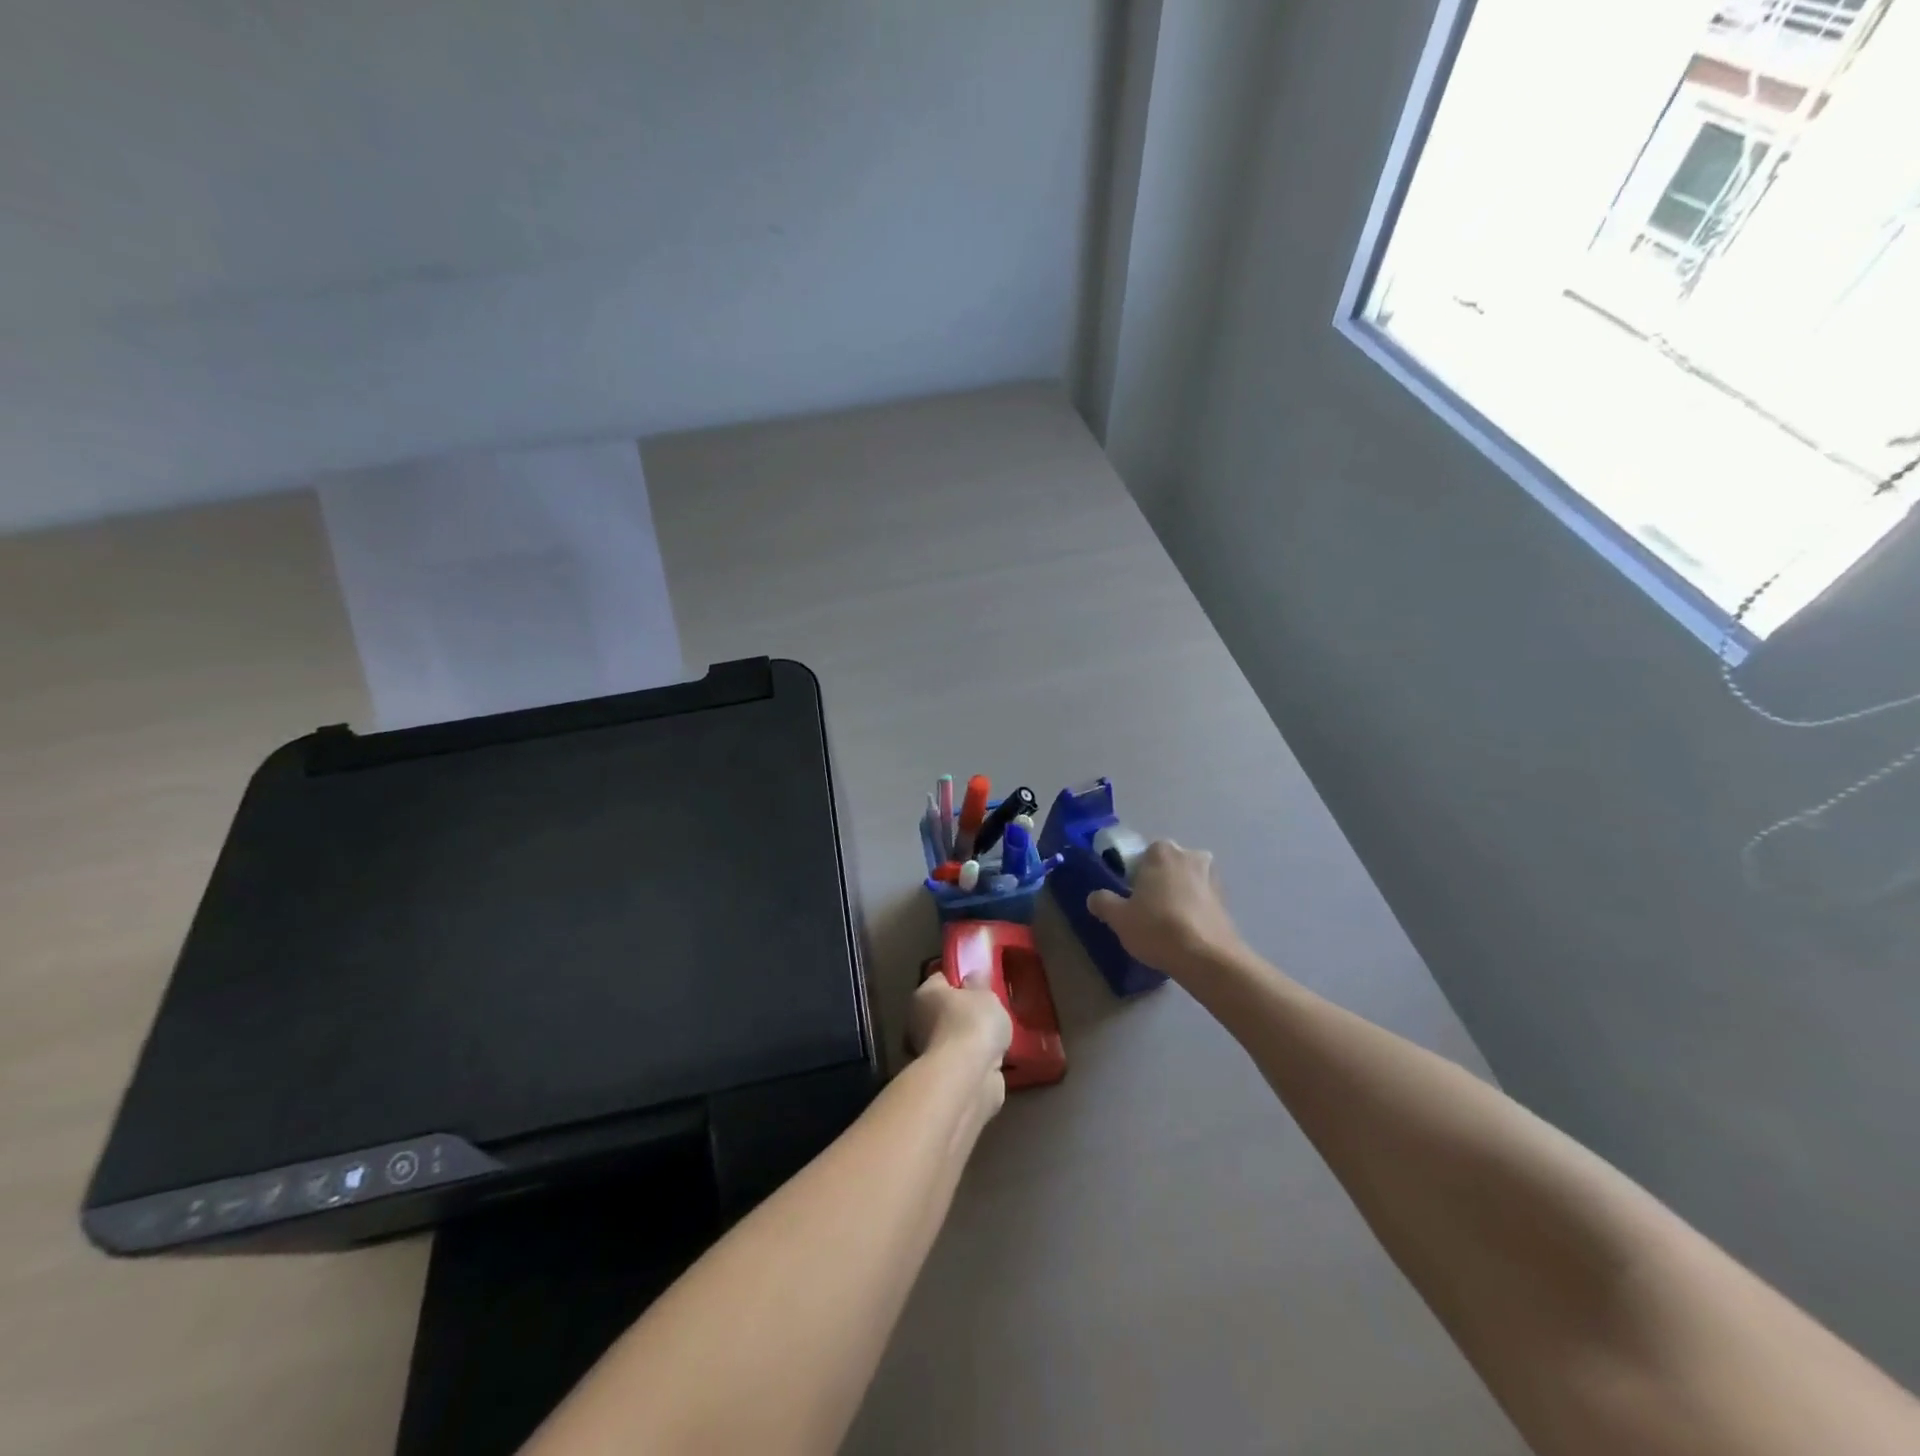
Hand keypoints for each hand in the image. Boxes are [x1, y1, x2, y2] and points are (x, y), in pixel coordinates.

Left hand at [908, 975, 1011, 1117]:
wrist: (966, 1077)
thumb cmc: (973, 1024)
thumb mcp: (986, 995)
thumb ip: (980, 984)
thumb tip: (972, 977)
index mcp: (924, 993)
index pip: (942, 979)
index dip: (961, 980)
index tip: (981, 985)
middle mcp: (917, 1021)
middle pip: (944, 1010)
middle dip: (964, 1013)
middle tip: (990, 1014)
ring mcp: (925, 1052)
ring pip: (951, 1038)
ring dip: (967, 1041)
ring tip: (994, 1040)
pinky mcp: (938, 1078)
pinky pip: (959, 1062)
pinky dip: (970, 1062)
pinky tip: (990, 1061)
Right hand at [1087, 840, 1245, 975]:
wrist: (1208, 958)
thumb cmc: (1157, 928)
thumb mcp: (1119, 918)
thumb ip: (1103, 902)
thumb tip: (1095, 897)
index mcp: (1162, 852)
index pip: (1144, 853)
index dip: (1136, 874)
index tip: (1131, 895)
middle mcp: (1191, 856)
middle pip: (1169, 866)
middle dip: (1160, 881)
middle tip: (1147, 908)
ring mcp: (1213, 878)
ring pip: (1188, 882)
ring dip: (1180, 895)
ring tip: (1167, 924)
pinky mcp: (1227, 902)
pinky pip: (1203, 900)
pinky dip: (1194, 911)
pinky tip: (1185, 933)